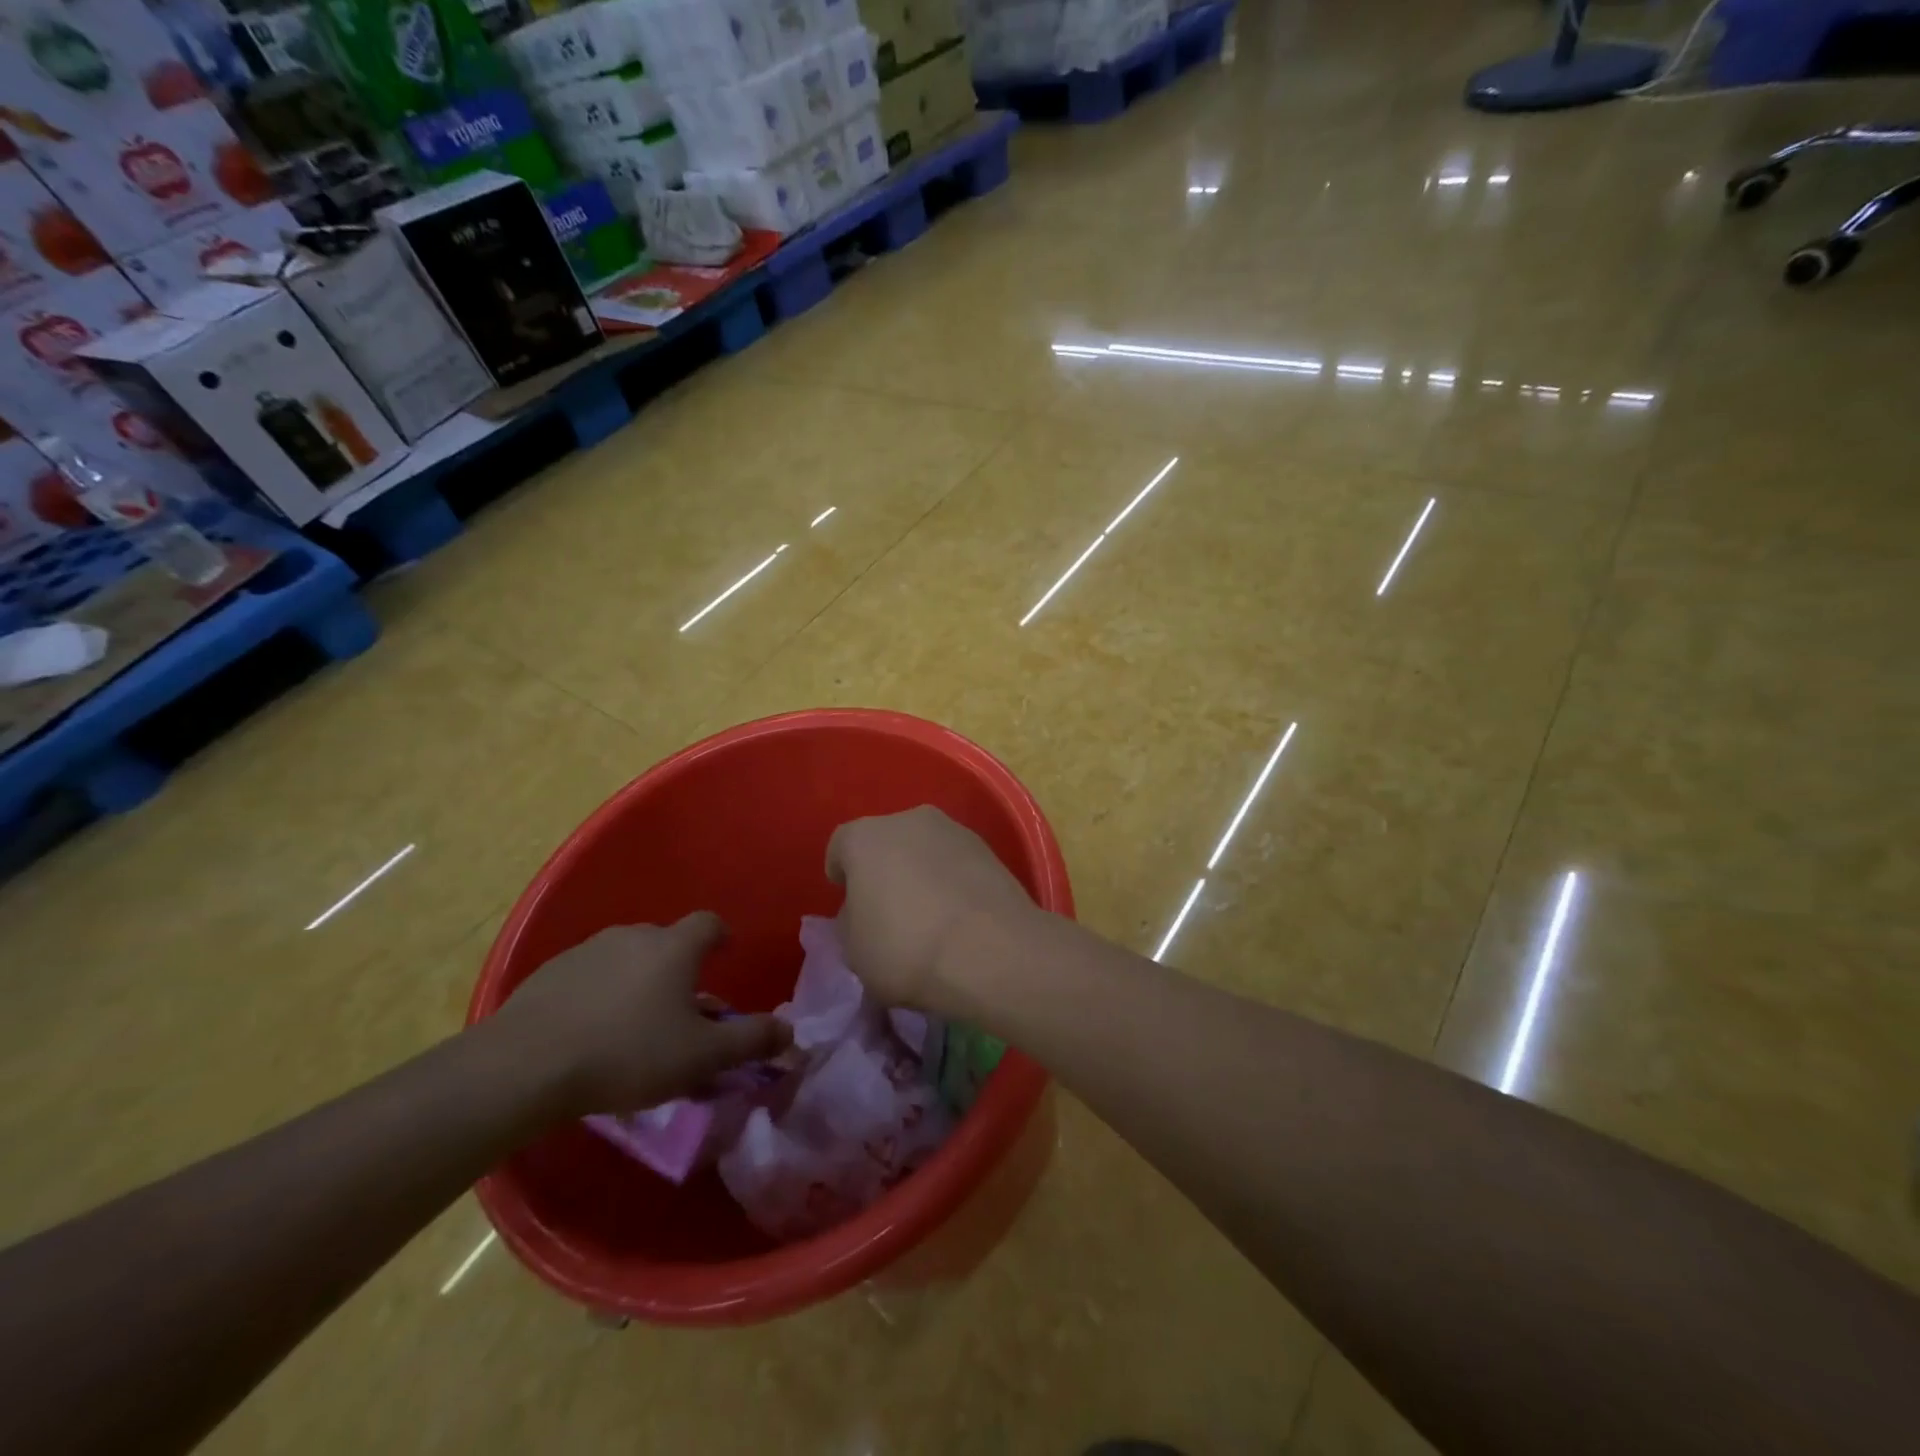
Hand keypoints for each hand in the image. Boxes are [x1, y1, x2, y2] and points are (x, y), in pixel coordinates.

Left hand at [497, 914, 788, 1115]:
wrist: (525, 1066)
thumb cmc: (628, 1054)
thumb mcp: (701, 1056)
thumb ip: (750, 1041)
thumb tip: (791, 1033)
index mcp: (675, 947)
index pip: (709, 924)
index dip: (720, 937)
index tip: (723, 955)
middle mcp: (634, 936)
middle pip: (666, 943)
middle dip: (678, 970)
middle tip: (678, 1012)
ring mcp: (587, 951)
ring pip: (626, 959)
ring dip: (637, 982)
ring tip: (632, 1027)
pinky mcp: (549, 973)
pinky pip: (588, 977)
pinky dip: (597, 995)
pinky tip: (588, 1033)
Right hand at [826, 806, 1041, 1012]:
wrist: (991, 951)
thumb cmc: (905, 949)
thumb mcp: (854, 950)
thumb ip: (851, 921)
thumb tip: (864, 911)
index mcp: (865, 837)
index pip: (841, 846)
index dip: (841, 873)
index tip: (847, 899)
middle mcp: (908, 820)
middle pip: (886, 841)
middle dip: (884, 868)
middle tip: (887, 908)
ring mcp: (953, 830)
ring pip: (924, 848)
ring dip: (921, 871)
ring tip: (928, 913)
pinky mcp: (989, 849)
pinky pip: (956, 863)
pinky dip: (952, 880)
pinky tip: (957, 915)